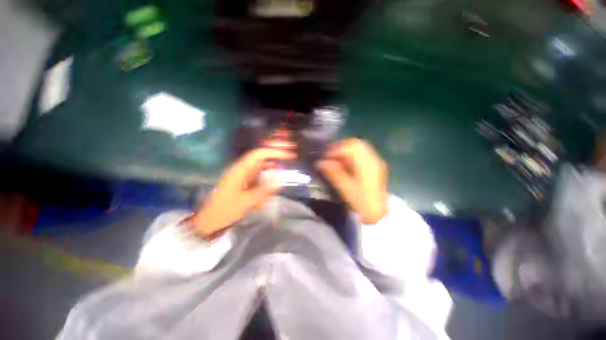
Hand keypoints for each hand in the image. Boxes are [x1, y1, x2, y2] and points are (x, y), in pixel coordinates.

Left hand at [191, 148, 293, 236]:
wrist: (209, 221)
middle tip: (288, 161)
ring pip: (260, 168)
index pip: (258, 155)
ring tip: (282, 172)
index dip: (273, 152)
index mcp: (240, 170)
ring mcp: (241, 176)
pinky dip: (265, 178)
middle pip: (260, 159)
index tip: (286, 155)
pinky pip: (257, 176)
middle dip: (274, 159)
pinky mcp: (242, 183)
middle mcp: (241, 170)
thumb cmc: (226, 211)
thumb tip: (280, 181)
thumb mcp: (246, 202)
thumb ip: (264, 191)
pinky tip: (271, 184)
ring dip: (271, 169)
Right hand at [317, 138, 387, 223]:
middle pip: (356, 143)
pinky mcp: (374, 166)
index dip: (335, 149)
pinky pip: (361, 154)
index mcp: (367, 165)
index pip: (351, 147)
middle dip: (340, 147)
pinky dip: (351, 155)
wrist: (378, 214)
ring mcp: (375, 162)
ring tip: (334, 159)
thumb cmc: (362, 203)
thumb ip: (333, 173)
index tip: (324, 156)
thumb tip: (320, 162)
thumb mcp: (346, 189)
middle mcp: (373, 159)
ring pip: (359, 147)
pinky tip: (344, 163)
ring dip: (345, 150)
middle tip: (328, 155)